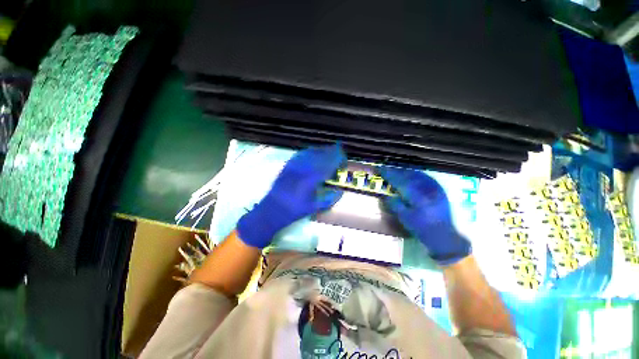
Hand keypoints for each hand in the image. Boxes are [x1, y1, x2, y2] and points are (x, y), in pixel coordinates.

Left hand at [237, 144, 345, 247]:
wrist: (272, 209)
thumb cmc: (294, 210)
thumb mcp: (314, 208)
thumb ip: (329, 199)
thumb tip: (340, 191)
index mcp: (310, 180)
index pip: (327, 165)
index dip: (336, 159)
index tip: (343, 156)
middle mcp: (302, 169)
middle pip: (319, 155)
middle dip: (331, 151)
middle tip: (339, 150)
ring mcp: (294, 166)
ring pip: (310, 152)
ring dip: (321, 149)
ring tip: (329, 149)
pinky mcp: (287, 166)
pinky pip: (300, 154)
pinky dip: (309, 151)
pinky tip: (313, 151)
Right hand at [379, 167, 470, 264]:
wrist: (444, 236)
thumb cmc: (422, 228)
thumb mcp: (404, 218)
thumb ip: (395, 204)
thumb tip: (387, 195)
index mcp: (417, 197)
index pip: (400, 181)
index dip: (389, 174)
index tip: (379, 170)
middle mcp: (427, 189)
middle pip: (408, 175)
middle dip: (395, 171)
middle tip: (385, 170)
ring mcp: (435, 188)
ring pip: (416, 174)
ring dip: (404, 171)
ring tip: (395, 171)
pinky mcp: (439, 189)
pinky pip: (425, 176)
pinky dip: (414, 174)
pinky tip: (410, 174)